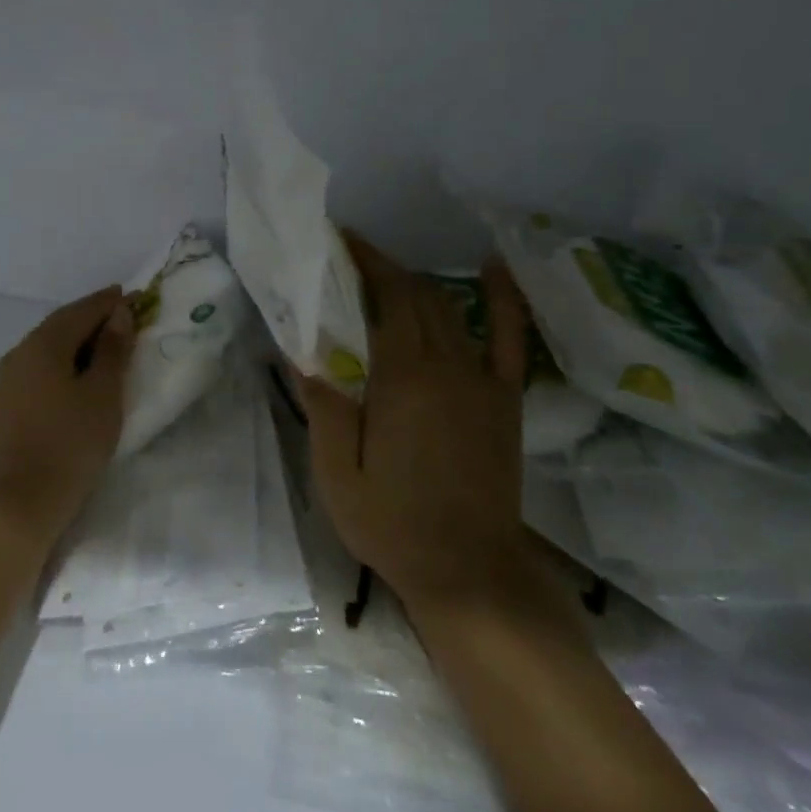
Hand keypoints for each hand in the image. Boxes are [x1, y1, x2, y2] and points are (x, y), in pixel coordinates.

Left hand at [0, 285, 134, 538]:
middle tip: (122, 313)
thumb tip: (118, 314)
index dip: (108, 303)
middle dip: (91, 316)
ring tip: (105, 341)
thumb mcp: (103, 393)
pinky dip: (62, 360)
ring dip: (76, 338)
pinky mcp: (6, 403)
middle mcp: (19, 353)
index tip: (134, 296)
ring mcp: (8, 379)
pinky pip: (39, 367)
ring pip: (47, 346)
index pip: (80, 311)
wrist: (25, 499)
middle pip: (60, 325)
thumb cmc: (72, 442)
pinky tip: (77, 371)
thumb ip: (111, 349)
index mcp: (43, 344)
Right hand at [299, 232, 532, 612]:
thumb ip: (322, 409)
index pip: (386, 298)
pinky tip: (492, 269)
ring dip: (420, 284)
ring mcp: (482, 380)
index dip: (366, 262)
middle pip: (418, 296)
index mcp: (403, 379)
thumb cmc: (393, 524)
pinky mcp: (505, 399)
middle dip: (385, 268)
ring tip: (389, 274)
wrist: (469, 570)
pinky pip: (509, 338)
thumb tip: (301, 352)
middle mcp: (447, 366)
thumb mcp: (337, 476)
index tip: (341, 241)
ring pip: (450, 310)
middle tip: (352, 259)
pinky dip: (503, 299)